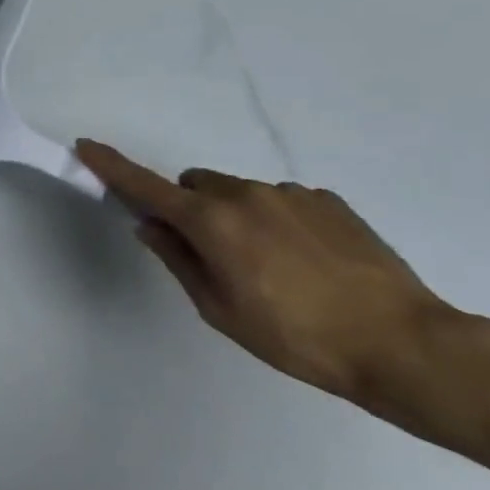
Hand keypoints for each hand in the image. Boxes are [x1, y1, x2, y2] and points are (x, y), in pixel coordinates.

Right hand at [75, 140, 450, 404]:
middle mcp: (245, 194)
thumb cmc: (296, 337)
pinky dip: (275, 221)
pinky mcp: (329, 201)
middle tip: (209, 253)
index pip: (146, 187)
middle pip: (195, 184)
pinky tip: (307, 262)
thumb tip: (151, 226)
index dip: (112, 167)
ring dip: (234, 216)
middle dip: (189, 207)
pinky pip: (281, 201)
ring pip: (239, 193)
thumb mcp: (220, 310)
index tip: (86, 145)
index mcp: (211, 222)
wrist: (402, 343)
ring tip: (271, 267)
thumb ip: (178, 260)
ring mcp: (291, 194)